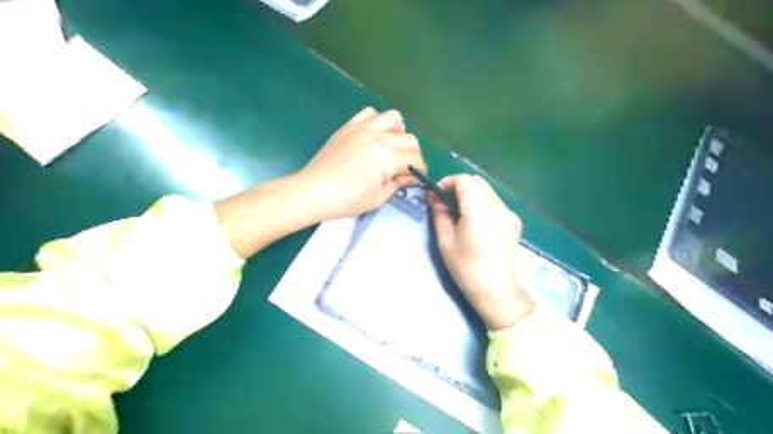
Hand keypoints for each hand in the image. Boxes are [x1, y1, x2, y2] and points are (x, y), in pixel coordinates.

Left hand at [297, 105, 427, 220]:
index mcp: (387, 157)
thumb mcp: (377, 198)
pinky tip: (374, 135)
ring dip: (399, 132)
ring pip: (394, 118)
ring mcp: (363, 128)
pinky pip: (370, 113)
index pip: (415, 159)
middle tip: (405, 167)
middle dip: (413, 154)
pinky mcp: (349, 126)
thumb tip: (410, 178)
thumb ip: (398, 184)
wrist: (313, 191)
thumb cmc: (346, 200)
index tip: (416, 177)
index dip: (419, 170)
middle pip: (409, 138)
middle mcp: (379, 137)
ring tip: (392, 146)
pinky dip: (378, 121)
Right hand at [425, 173, 534, 328]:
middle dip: (459, 186)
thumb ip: (440, 214)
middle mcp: (497, 205)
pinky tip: (475, 222)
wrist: (495, 289)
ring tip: (459, 212)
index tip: (436, 195)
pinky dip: (482, 204)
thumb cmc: (466, 266)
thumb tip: (437, 200)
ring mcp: (509, 213)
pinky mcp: (514, 222)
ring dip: (471, 195)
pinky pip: (495, 203)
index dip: (447, 182)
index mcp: (479, 208)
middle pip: (477, 181)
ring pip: (487, 191)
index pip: (464, 180)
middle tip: (445, 203)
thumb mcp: (445, 240)